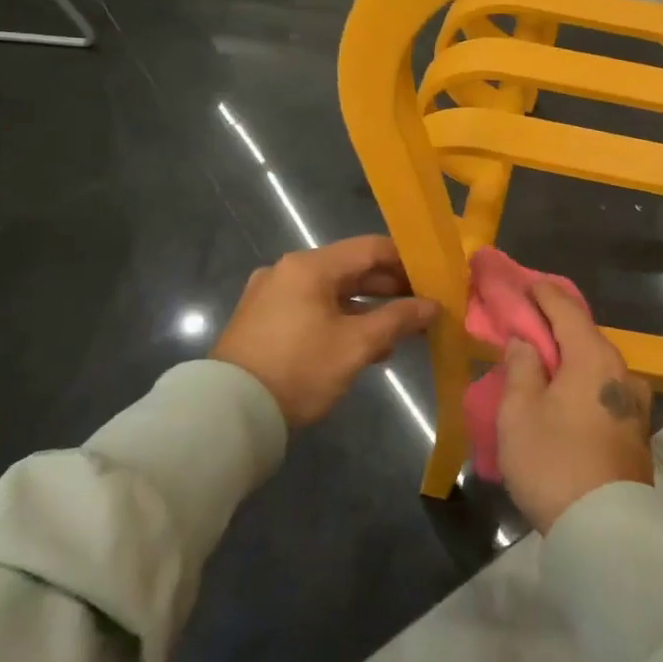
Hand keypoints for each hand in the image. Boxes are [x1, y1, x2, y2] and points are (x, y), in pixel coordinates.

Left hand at [212, 236, 438, 428]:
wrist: (228, 413)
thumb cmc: (299, 369)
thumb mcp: (356, 345)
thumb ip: (398, 320)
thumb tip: (432, 306)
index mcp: (310, 266)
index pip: (371, 248)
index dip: (407, 261)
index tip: (434, 279)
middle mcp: (288, 271)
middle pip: (351, 269)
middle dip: (389, 288)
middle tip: (422, 307)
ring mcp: (271, 295)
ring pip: (332, 292)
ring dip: (367, 308)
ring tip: (398, 332)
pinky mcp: (262, 320)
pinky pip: (312, 309)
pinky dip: (341, 319)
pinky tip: (362, 345)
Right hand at [497, 282, 653, 533]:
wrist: (606, 530)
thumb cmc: (554, 462)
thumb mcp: (520, 412)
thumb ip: (521, 367)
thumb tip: (525, 341)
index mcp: (594, 357)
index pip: (565, 308)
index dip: (541, 293)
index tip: (523, 283)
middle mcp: (622, 371)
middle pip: (584, 335)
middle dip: (553, 325)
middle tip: (524, 323)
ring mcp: (634, 402)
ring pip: (595, 365)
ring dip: (568, 358)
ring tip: (541, 362)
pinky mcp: (636, 430)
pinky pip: (603, 390)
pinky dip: (580, 382)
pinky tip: (563, 394)